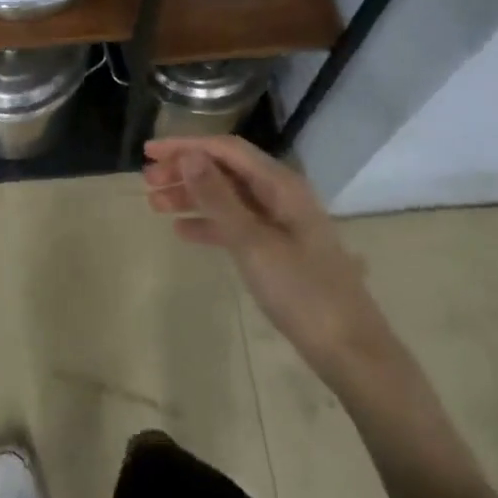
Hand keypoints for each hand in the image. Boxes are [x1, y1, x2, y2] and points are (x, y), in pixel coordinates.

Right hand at [142, 137, 390, 380]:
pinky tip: (182, 231)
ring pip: (227, 197)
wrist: (350, 351)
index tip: (148, 152)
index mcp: (281, 185)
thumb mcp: (252, 242)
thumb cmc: (302, 292)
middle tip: (147, 181)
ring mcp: (280, 223)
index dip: (186, 145)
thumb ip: (218, 197)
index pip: (226, 150)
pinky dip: (208, 223)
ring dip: (191, 196)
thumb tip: (189, 155)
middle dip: (185, 170)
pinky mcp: (278, 249)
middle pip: (225, 170)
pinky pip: (235, 224)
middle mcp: (281, 195)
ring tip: (154, 204)